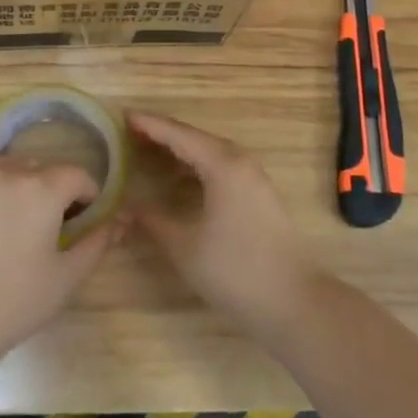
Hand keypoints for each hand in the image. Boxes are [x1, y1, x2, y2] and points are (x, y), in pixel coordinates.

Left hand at [0, 137, 120, 358]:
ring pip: (9, 162)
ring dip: (19, 181)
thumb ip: (97, 243)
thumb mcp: (66, 277)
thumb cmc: (13, 302)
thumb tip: (123, 219)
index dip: (85, 197)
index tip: (79, 223)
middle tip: (46, 229)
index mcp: (45, 190)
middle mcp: (11, 172)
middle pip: (43, 169)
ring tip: (13, 216)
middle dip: (53, 192)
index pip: (77, 175)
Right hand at [128, 110, 319, 336]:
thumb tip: (124, 208)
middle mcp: (240, 161)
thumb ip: (151, 221)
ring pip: (210, 152)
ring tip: (148, 151)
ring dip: (180, 150)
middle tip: (130, 133)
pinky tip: (179, 179)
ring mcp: (254, 178)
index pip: (178, 135)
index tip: (122, 116)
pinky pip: (221, 166)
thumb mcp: (183, 246)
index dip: (149, 124)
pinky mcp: (259, 195)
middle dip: (162, 134)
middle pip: (195, 138)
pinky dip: (196, 165)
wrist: (294, 302)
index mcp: (222, 165)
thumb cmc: (235, 271)